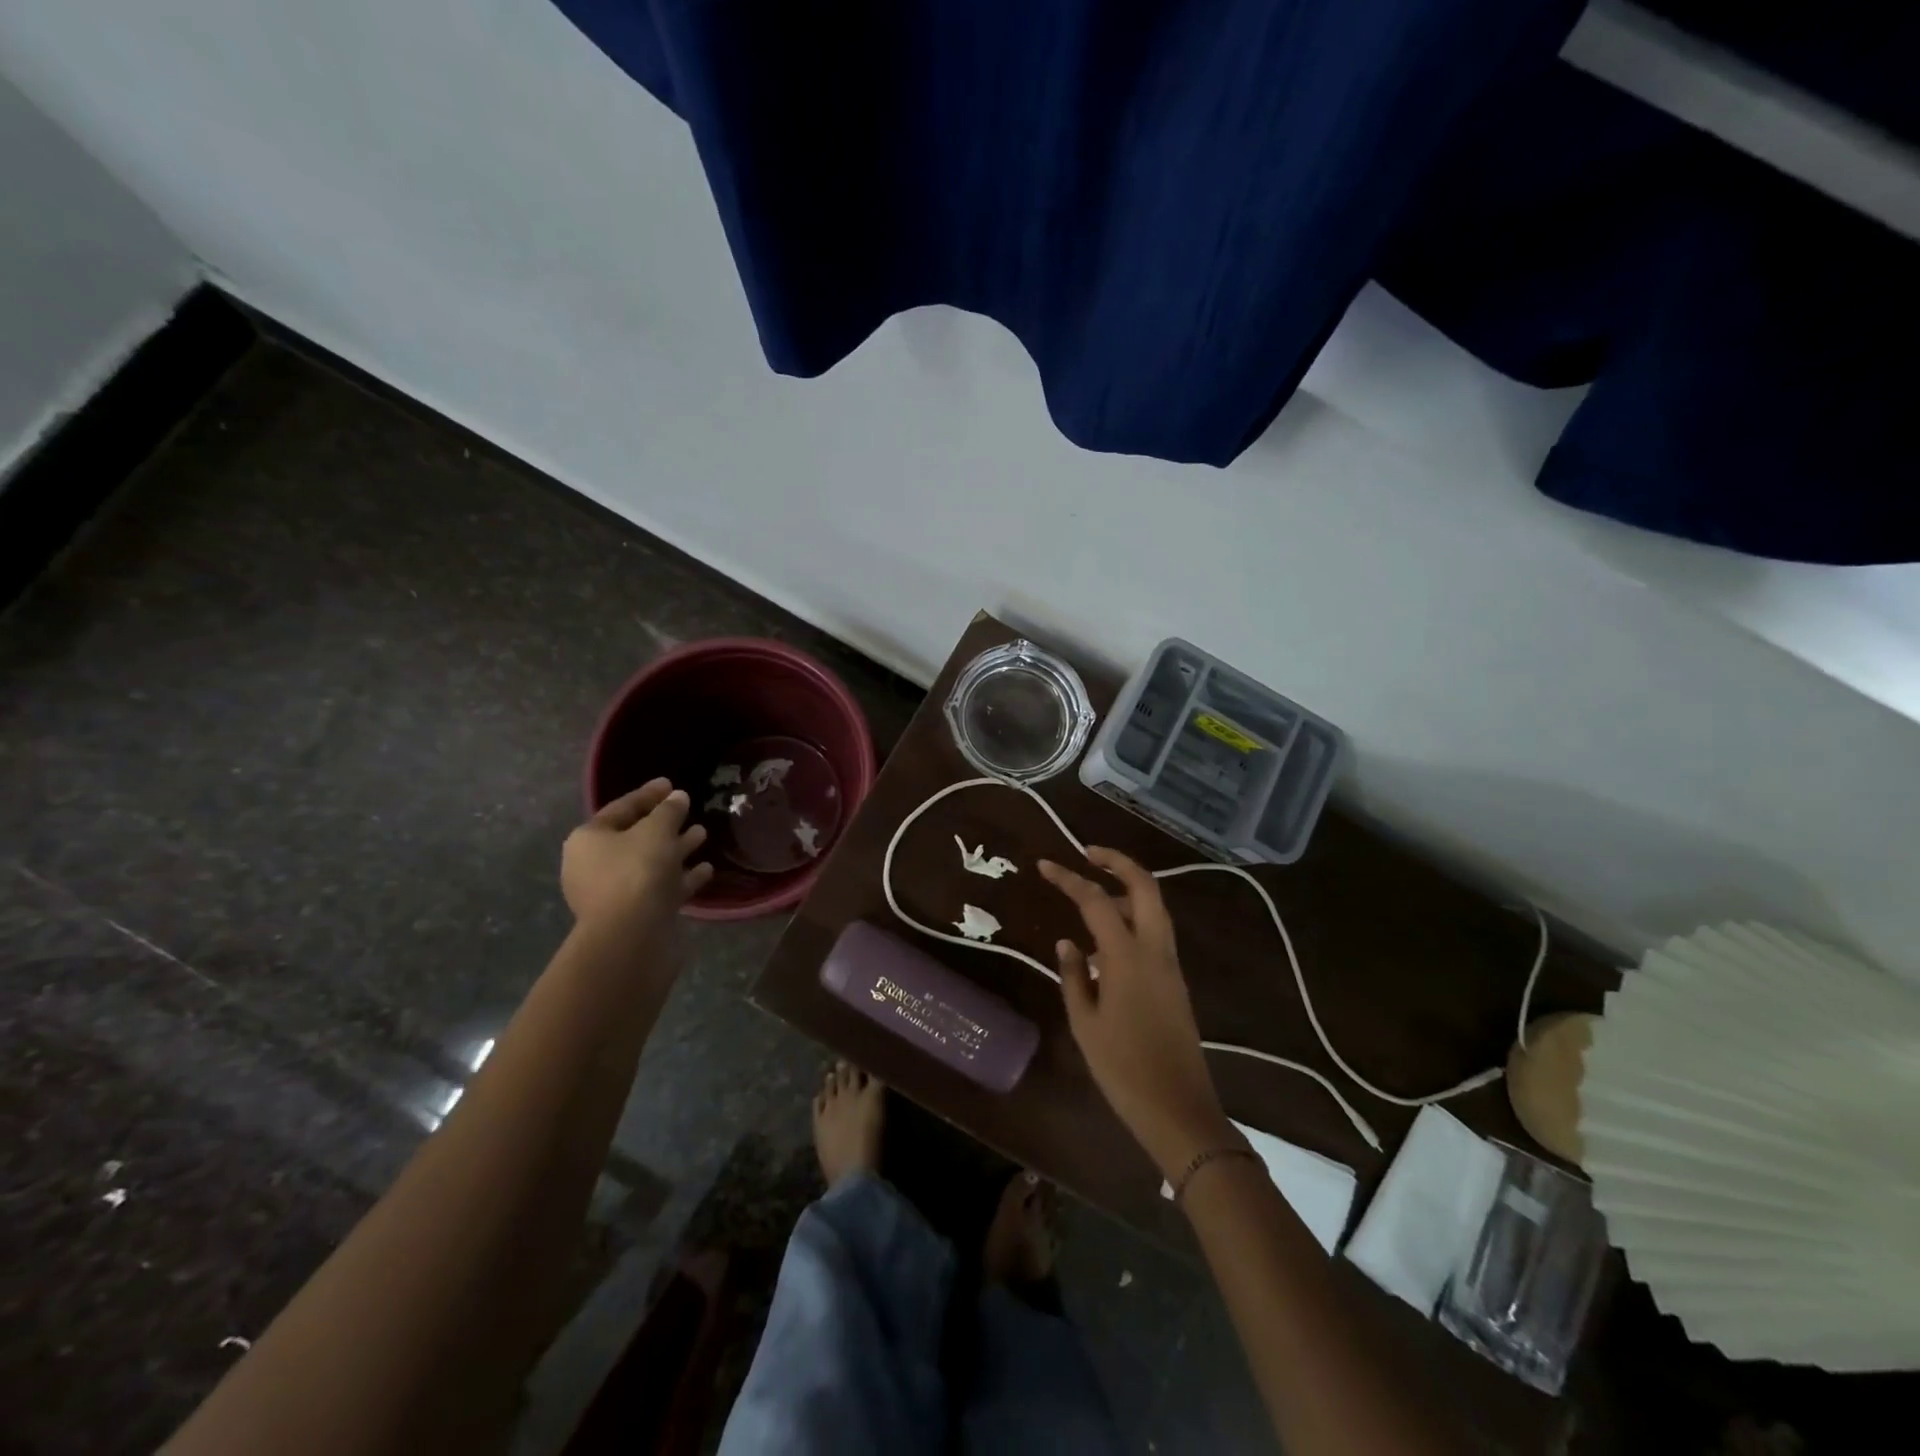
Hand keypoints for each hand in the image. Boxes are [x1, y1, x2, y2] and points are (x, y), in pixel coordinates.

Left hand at [562, 779, 712, 930]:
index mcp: (589, 840)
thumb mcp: (656, 831)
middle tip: (689, 810)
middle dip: (665, 824)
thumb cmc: (637, 871)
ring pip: (650, 864)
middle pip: (635, 838)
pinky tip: (706, 870)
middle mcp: (594, 865)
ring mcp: (614, 894)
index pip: (620, 809)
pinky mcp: (635, 916)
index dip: (648, 795)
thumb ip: (668, 811)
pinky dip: (681, 878)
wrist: (630, 936)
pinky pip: (660, 889)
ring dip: (676, 850)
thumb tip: (678, 797)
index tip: (671, 784)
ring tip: (703, 835)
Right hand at [1039, 848, 1235, 1178]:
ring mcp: (1171, 964)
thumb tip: (1067, 942)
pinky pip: (1156, 932)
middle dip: (1118, 862)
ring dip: (1128, 887)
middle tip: (1088, 854)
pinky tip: (1108, 939)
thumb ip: (1074, 976)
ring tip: (1095, 890)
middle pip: (1145, 886)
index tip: (1044, 865)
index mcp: (1127, 956)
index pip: (1096, 901)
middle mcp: (1155, 950)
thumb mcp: (1085, 1023)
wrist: (1178, 1108)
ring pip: (1155, 907)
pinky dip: (1134, 917)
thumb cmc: (1122, 1068)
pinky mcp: (1176, 981)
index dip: (1068, 879)